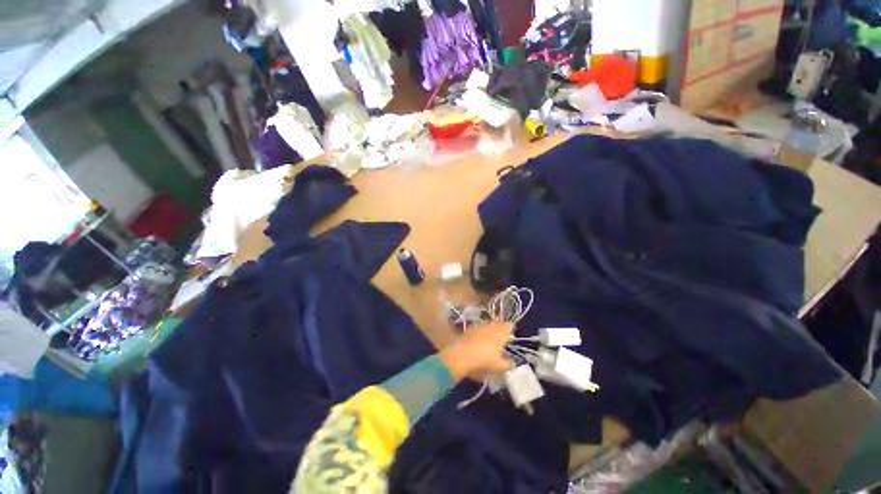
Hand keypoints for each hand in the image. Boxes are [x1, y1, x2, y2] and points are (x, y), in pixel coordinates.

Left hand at [438, 321, 512, 381]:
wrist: (463, 355)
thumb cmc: (484, 360)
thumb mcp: (499, 366)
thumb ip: (506, 364)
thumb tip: (511, 362)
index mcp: (500, 334)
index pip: (507, 327)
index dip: (509, 327)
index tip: (510, 329)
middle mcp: (490, 327)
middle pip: (496, 322)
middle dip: (499, 324)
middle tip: (500, 327)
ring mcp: (479, 327)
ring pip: (486, 323)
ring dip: (489, 325)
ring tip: (490, 329)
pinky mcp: (469, 329)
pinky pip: (477, 326)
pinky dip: (479, 329)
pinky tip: (478, 333)